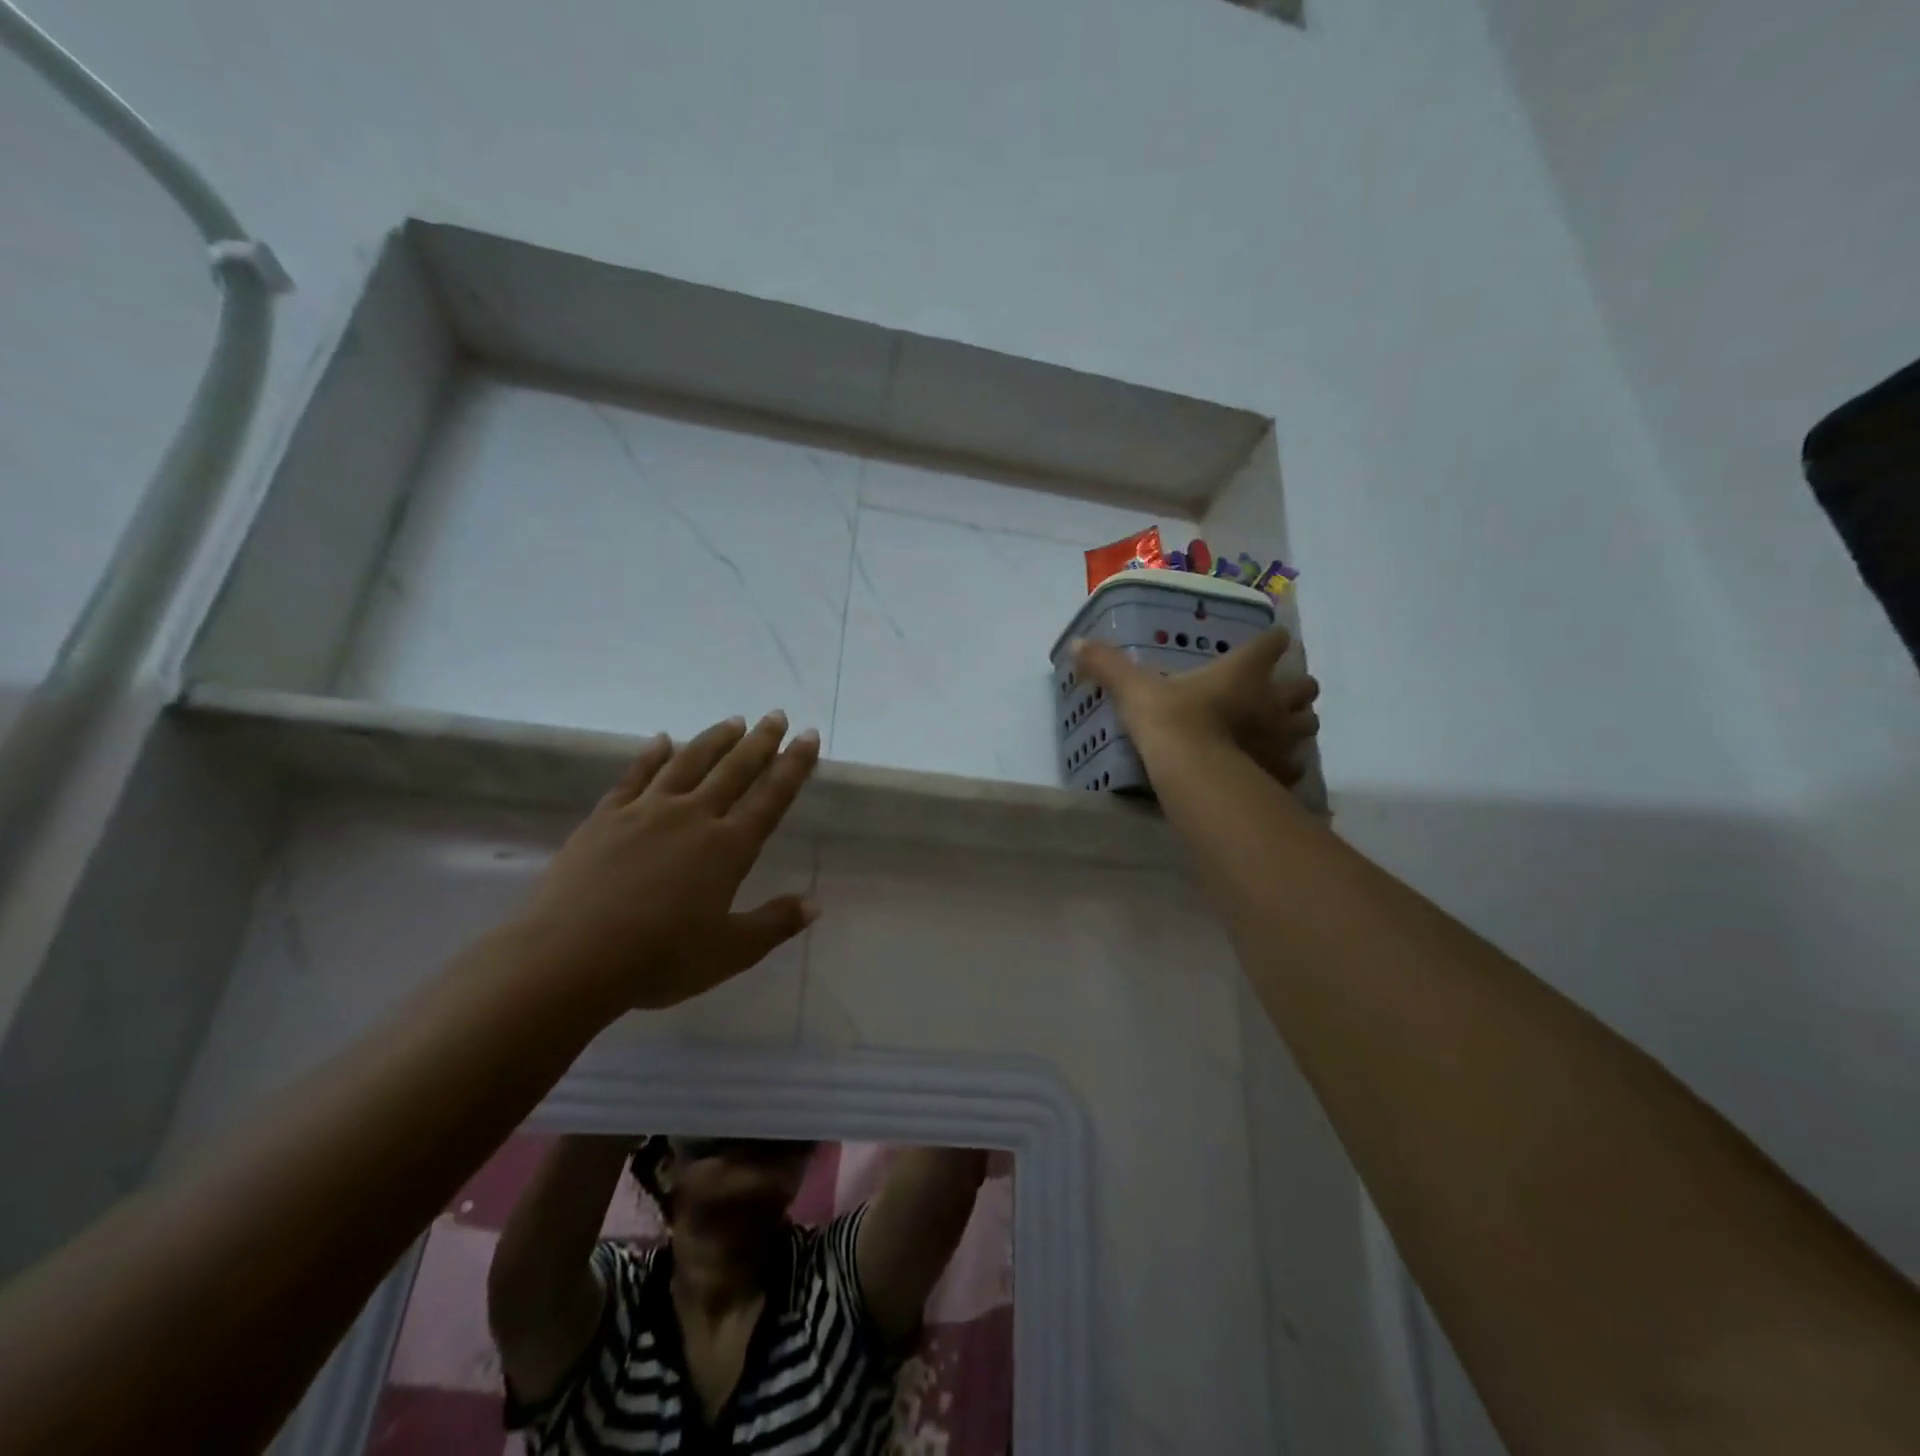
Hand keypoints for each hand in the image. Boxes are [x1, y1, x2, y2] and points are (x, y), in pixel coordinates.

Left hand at [514, 711, 821, 1010]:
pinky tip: (661, 739)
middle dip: (760, 741)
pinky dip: (651, 755)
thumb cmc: (660, 958)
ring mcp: (646, 812)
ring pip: (688, 763)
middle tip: (776, 716)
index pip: (771, 797)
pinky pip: (635, 776)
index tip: (809, 736)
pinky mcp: (606, 817)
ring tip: (733, 720)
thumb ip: (774, 924)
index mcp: (729, 847)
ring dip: (714, 739)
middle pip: (734, 769)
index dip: (793, 765)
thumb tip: (815, 904)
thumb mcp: (730, 951)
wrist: (571, 957)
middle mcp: (693, 817)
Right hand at [1073, 629, 1319, 786]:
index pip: (1272, 644)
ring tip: (1277, 733)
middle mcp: (1272, 701)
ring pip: (1309, 725)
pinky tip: (1269, 770)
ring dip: (1297, 725)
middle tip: (1275, 696)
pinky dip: (1287, 767)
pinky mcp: (1281, 773)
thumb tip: (1077, 643)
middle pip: (1305, 687)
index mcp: (1243, 672)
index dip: (1271, 643)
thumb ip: (1109, 666)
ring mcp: (1283, 739)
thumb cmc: (1171, 721)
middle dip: (1295, 689)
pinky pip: (1295, 768)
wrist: (1194, 772)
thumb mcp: (1134, 690)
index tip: (1267, 645)